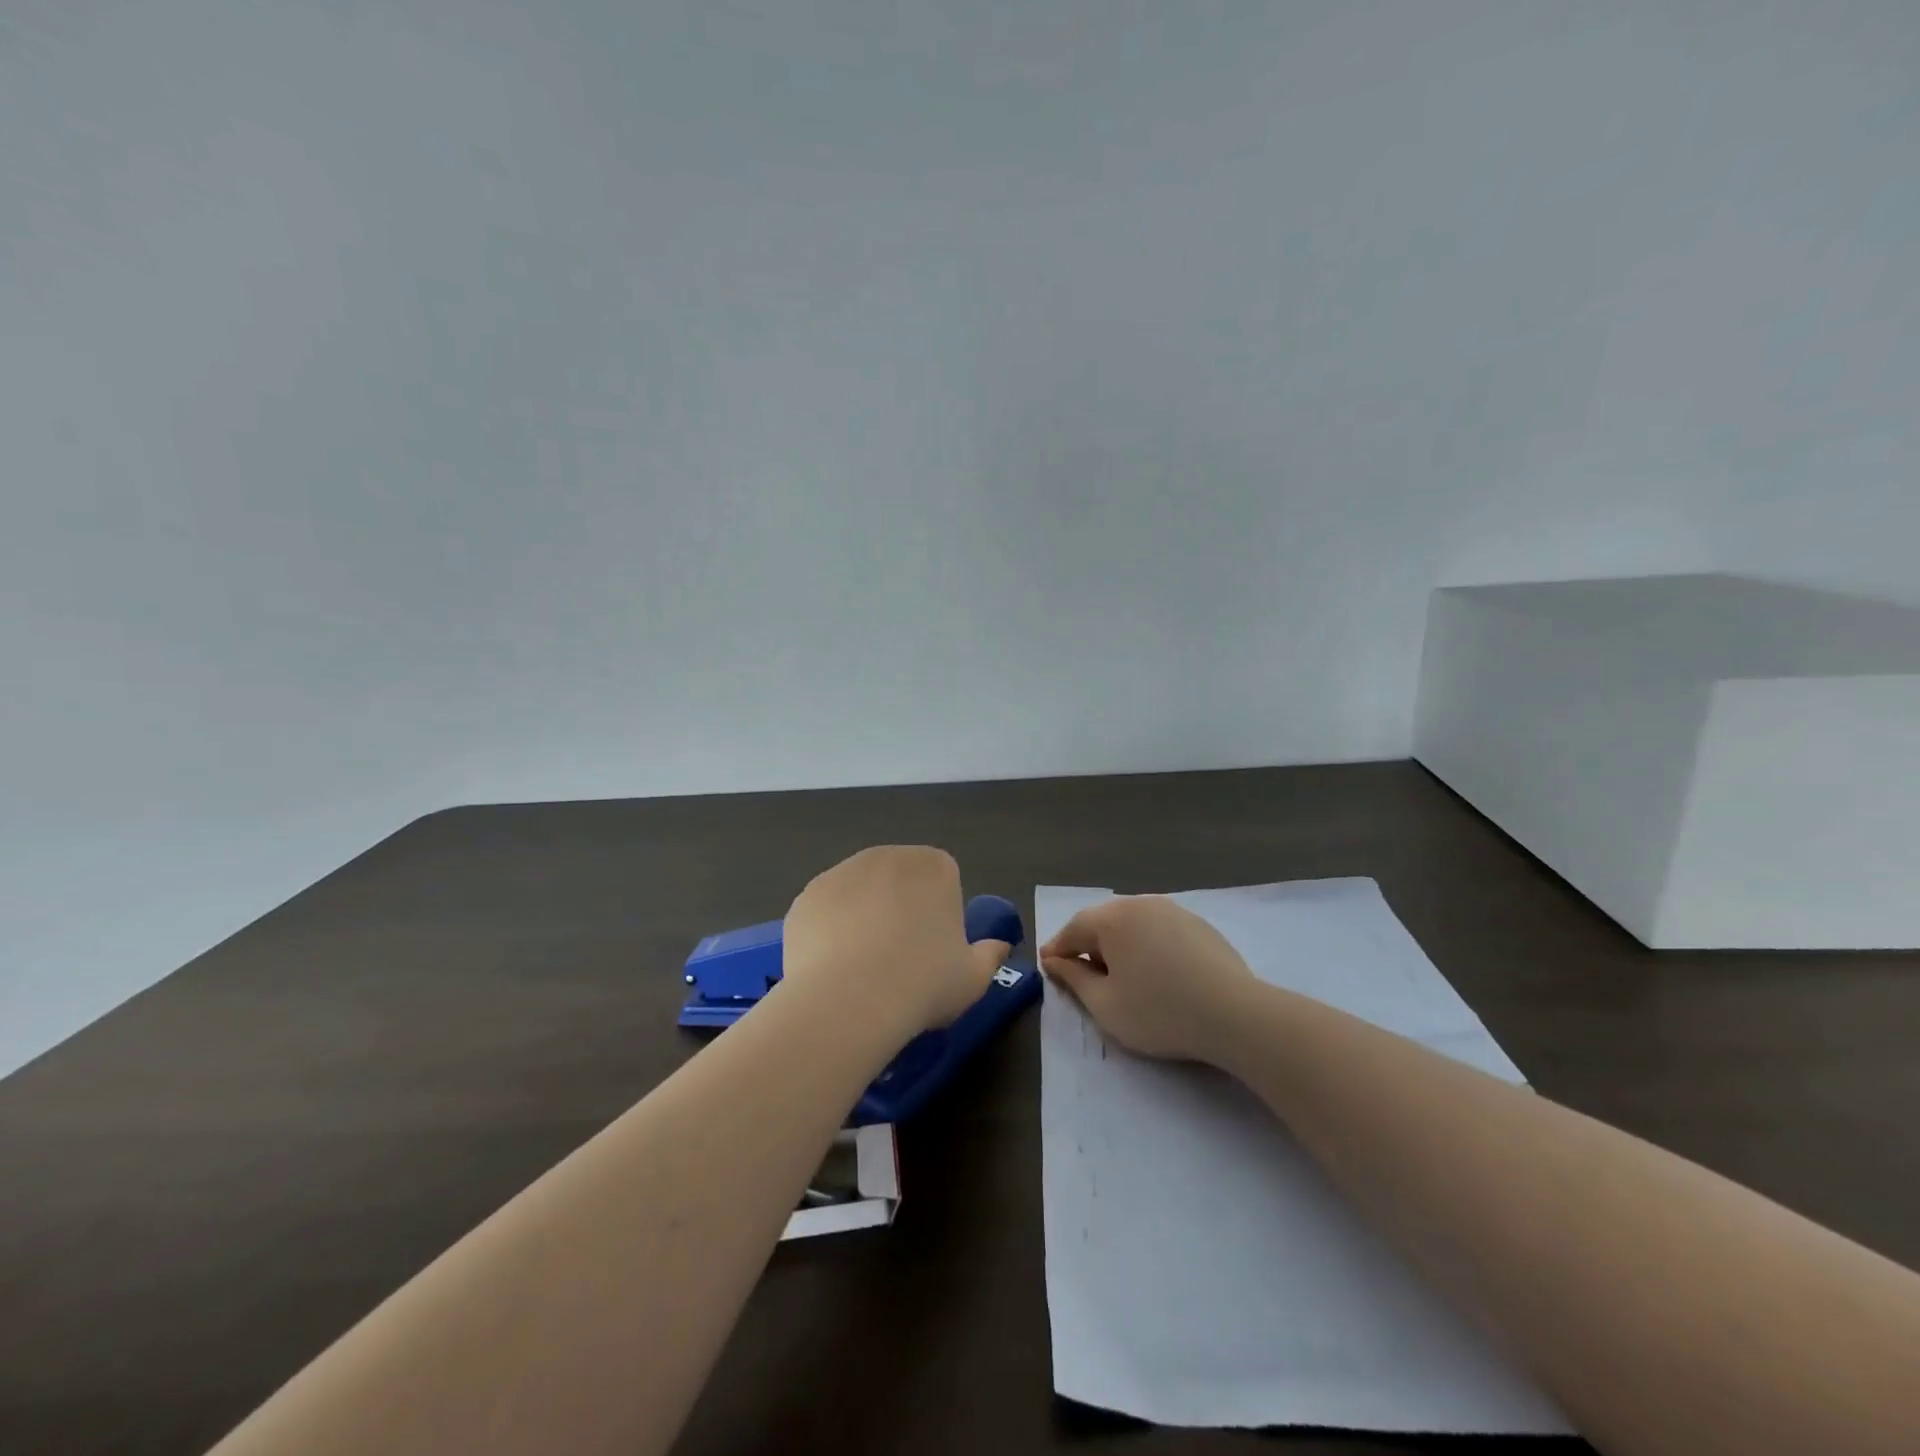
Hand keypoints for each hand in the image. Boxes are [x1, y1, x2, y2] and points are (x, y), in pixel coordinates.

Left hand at [781, 846, 1010, 1039]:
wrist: (847, 1000)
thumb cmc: (923, 984)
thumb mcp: (973, 978)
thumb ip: (989, 956)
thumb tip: (999, 947)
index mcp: (934, 867)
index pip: (943, 878)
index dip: (940, 913)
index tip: (935, 949)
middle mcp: (887, 856)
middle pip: (899, 879)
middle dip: (900, 908)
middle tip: (900, 959)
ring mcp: (841, 872)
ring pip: (860, 893)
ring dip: (863, 917)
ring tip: (862, 968)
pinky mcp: (807, 896)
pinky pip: (826, 911)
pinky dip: (829, 932)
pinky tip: (832, 968)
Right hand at [1040, 895, 1255, 1061]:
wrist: (1234, 1014)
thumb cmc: (1159, 1012)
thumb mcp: (1104, 1005)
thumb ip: (1073, 978)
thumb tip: (1054, 960)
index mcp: (1111, 918)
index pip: (1073, 929)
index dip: (1058, 950)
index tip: (1048, 968)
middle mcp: (1140, 904)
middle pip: (1103, 922)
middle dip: (1089, 945)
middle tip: (1084, 975)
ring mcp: (1173, 910)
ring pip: (1133, 925)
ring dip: (1120, 945)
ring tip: (1122, 975)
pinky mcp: (1199, 925)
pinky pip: (1160, 931)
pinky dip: (1149, 947)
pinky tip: (1158, 973)